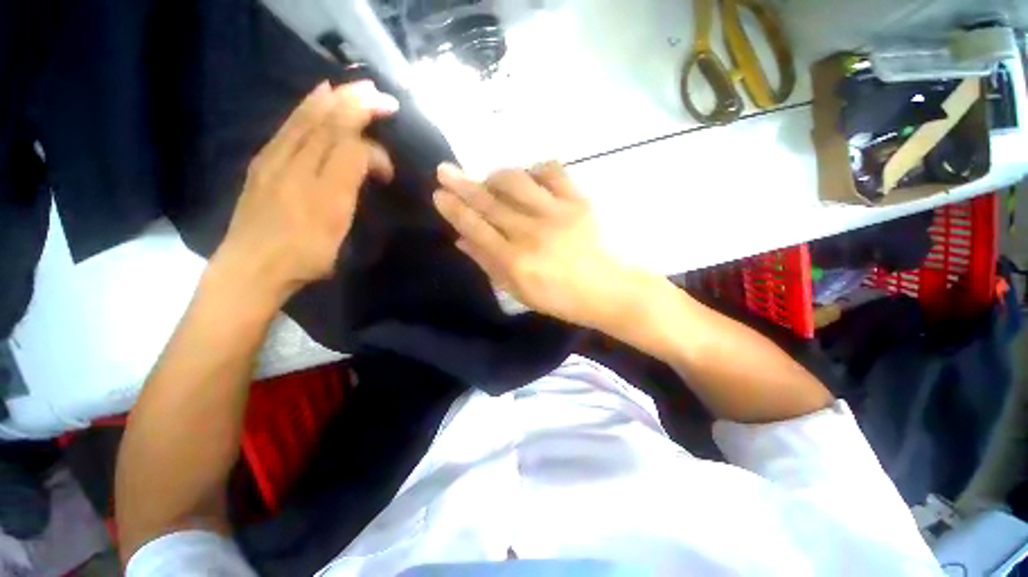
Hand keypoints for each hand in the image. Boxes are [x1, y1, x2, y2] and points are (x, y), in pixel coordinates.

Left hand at [212, 81, 397, 305]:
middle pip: (329, 123)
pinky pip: (288, 126)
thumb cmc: (305, 255)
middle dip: (356, 104)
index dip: (376, 152)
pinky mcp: (263, 163)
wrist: (252, 267)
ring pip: (307, 119)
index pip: (352, 148)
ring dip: (333, 99)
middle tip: (380, 95)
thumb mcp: (338, 232)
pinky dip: (306, 108)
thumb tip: (366, 166)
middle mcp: (297, 162)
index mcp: (323, 184)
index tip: (390, 173)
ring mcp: (275, 159)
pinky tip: (315, 100)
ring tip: (350, 87)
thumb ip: (351, 192)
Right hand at [433, 162, 644, 329]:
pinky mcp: (578, 201)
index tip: (439, 194)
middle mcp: (530, 232)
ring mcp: (556, 213)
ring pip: (516, 181)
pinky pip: (553, 172)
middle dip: (462, 184)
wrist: (607, 290)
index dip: (454, 209)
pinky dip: (536, 169)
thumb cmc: (560, 298)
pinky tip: (530, 177)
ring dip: (496, 175)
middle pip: (489, 202)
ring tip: (489, 179)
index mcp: (515, 260)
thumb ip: (488, 264)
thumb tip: (462, 240)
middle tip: (445, 170)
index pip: (475, 227)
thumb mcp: (518, 291)